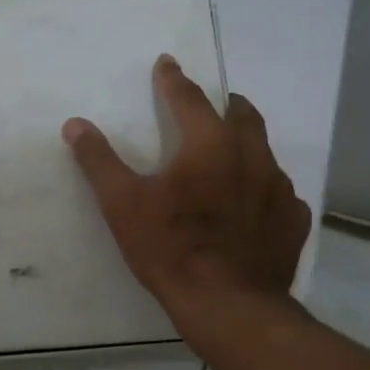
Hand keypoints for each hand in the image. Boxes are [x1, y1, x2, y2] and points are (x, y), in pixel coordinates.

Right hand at [62, 55, 311, 334]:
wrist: (229, 306)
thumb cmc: (171, 249)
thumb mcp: (123, 205)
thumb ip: (99, 161)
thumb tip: (75, 124)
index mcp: (210, 144)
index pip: (189, 98)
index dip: (174, 79)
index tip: (167, 63)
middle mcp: (252, 157)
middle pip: (242, 115)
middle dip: (225, 104)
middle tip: (214, 104)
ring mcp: (280, 189)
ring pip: (265, 152)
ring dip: (247, 146)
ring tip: (232, 156)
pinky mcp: (294, 221)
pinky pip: (280, 194)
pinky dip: (264, 190)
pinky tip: (254, 207)